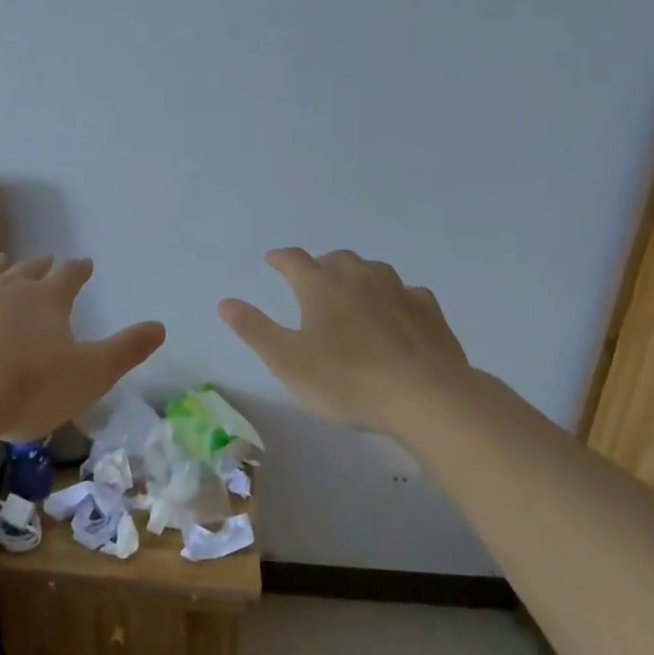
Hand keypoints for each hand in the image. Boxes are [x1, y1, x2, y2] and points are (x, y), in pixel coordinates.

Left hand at [0, 253, 165, 442]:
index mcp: (48, 299)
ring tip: (2, 262)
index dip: (79, 270)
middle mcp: (10, 284)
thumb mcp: (89, 376)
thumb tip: (160, 326)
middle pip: (29, 269)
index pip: (70, 276)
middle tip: (47, 263)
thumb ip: (126, 351)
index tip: (85, 265)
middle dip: (42, 266)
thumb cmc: (27, 387)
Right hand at [218, 248, 469, 432]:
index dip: (281, 258)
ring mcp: (397, 289)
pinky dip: (395, 297)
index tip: (273, 260)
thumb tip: (225, 302)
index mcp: (321, 286)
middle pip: (335, 259)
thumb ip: (254, 329)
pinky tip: (397, 314)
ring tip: (353, 294)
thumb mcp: (288, 361)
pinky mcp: (428, 309)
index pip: (294, 260)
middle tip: (313, 282)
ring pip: (372, 270)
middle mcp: (358, 277)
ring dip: (358, 276)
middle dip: (321, 265)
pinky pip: (407, 293)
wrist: (426, 396)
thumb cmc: (347, 380)